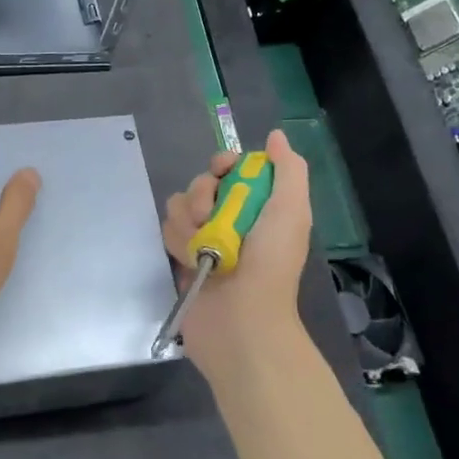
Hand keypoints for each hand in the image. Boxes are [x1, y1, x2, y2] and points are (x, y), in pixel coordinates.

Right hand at [160, 129, 310, 373]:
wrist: (241, 321)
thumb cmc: (270, 264)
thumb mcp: (291, 211)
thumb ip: (288, 171)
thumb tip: (276, 137)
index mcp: (260, 205)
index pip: (233, 167)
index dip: (224, 164)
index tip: (223, 171)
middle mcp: (231, 217)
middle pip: (202, 182)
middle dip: (202, 195)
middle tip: (210, 217)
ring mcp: (205, 238)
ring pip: (180, 204)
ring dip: (188, 222)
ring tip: (202, 248)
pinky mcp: (181, 256)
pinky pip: (167, 229)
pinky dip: (177, 241)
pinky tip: (190, 260)